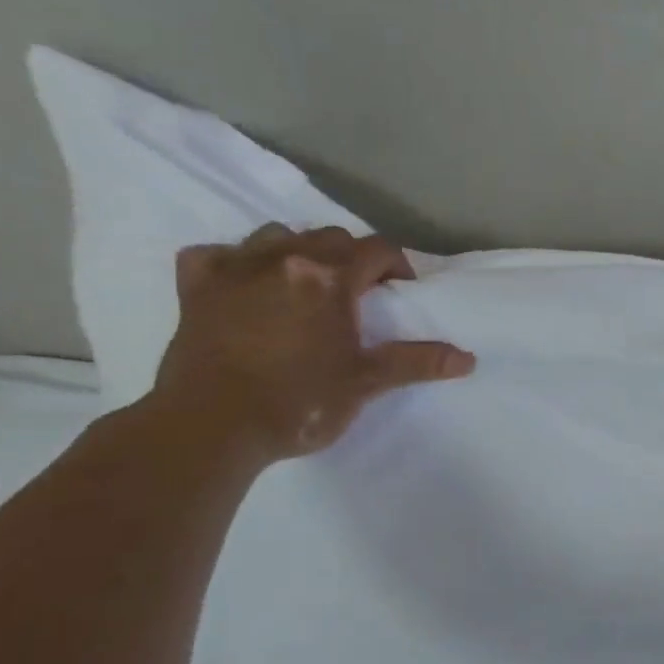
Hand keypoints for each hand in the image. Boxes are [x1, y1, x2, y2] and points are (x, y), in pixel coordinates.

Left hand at [147, 223, 473, 464]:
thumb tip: (468, 359)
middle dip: (351, 258)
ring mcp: (234, 269)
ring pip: (275, 236)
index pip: (377, 249)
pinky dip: (233, 263)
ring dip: (297, 252)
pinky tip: (242, 285)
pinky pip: (214, 255)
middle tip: (358, 295)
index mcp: (329, 277)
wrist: (211, 427)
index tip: (401, 292)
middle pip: (330, 237)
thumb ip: (417, 362)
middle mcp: (283, 259)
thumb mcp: (367, 382)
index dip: (397, 266)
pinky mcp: (195, 288)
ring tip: (304, 286)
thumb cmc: (299, 402)